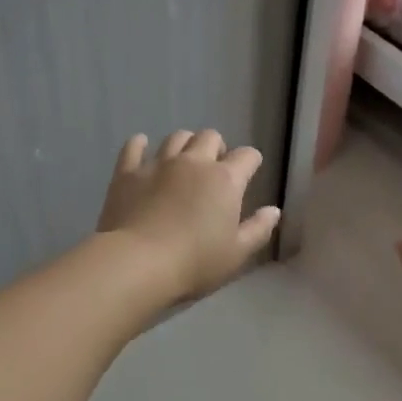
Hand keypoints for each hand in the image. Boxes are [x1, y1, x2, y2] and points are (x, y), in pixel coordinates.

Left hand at [97, 130, 281, 301]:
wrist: (137, 264)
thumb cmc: (194, 263)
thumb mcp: (237, 254)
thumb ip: (258, 229)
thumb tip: (273, 210)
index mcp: (224, 180)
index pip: (247, 156)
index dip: (251, 162)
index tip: (249, 173)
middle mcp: (193, 162)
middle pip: (210, 137)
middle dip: (217, 147)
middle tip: (215, 169)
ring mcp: (158, 164)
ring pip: (176, 138)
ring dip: (184, 144)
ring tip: (183, 161)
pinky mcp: (128, 173)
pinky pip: (134, 147)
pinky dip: (139, 144)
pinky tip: (141, 147)